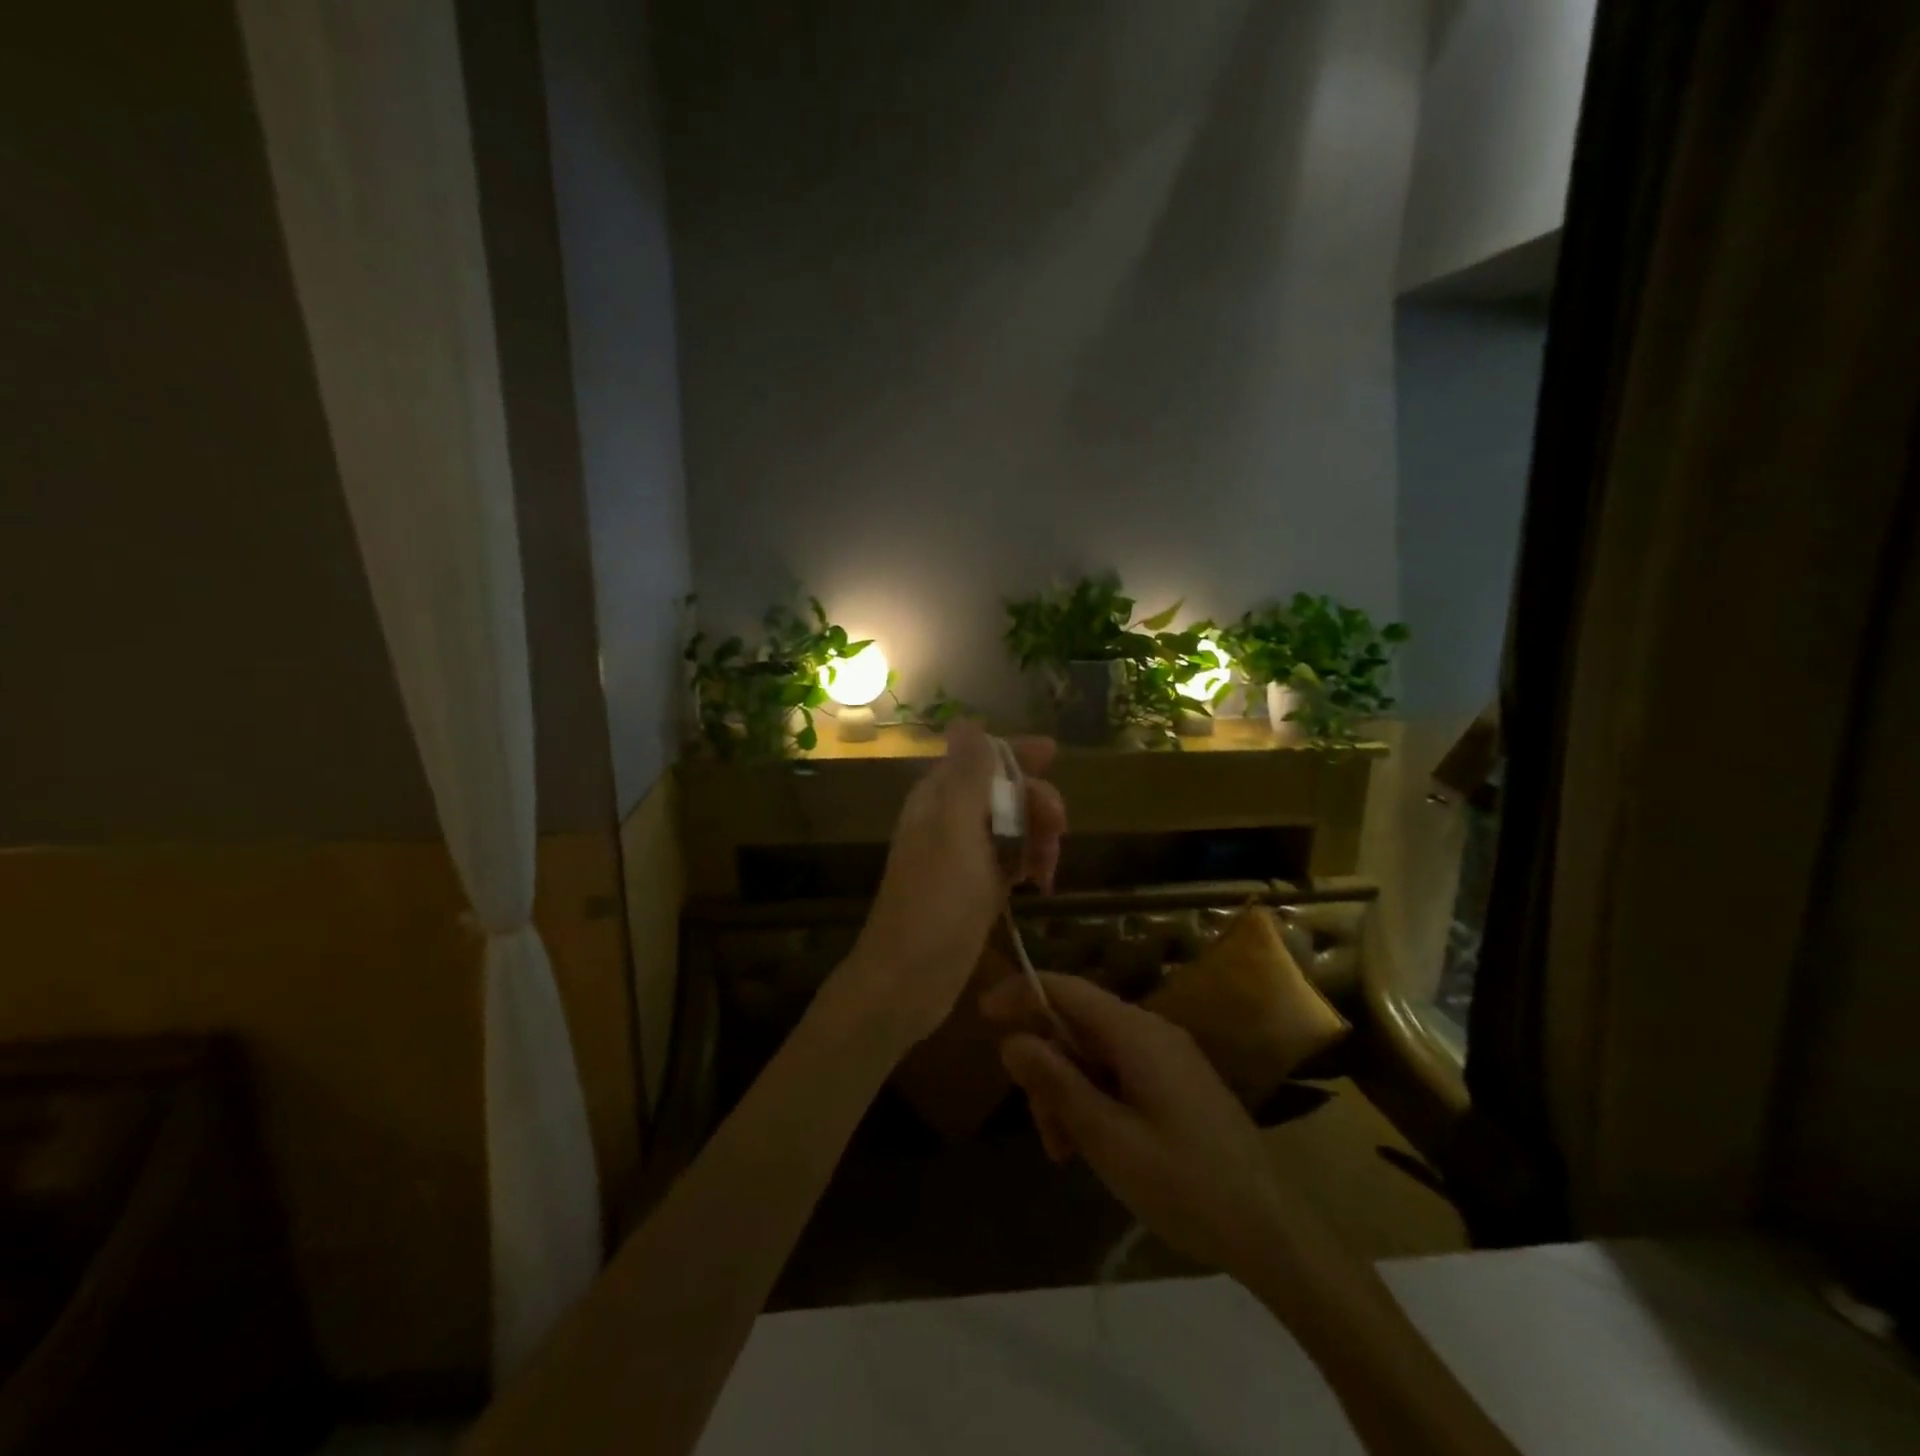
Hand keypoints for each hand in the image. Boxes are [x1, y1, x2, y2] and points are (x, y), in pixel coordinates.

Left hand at [846, 721, 1064, 1046]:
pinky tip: (1042, 883)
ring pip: (1012, 828)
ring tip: (1051, 868)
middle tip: (1059, 829)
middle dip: (1036, 803)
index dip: (1016, 753)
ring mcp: (962, 857)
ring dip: (1038, 837)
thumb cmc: (934, 902)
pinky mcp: (973, 889)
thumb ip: (966, 776)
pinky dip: (1030, 864)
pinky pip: (1010, 861)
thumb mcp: (955, 830)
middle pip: (1003, 792)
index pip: (980, 758)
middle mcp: (949, 821)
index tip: (1055, 755)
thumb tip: (966, 722)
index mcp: (938, 799)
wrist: (908, 980)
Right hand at [982, 972, 1305, 1281]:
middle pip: (1077, 1025)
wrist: (1271, 1231)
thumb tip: (1011, 1039)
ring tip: (1064, 1151)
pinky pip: (1119, 1073)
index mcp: (1135, 1033)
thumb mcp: (1107, 1138)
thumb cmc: (1184, 1183)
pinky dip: (1095, 1100)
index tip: (982, 1015)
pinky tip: (1091, 1145)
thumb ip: (1056, 1083)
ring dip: (1068, 1091)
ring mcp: (1167, 1056)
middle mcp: (1150, 1031)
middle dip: (1047, 1066)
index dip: (1021, 993)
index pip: (1066, 989)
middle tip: (1041, 1127)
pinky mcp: (1176, 1083)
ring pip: (1095, 1054)